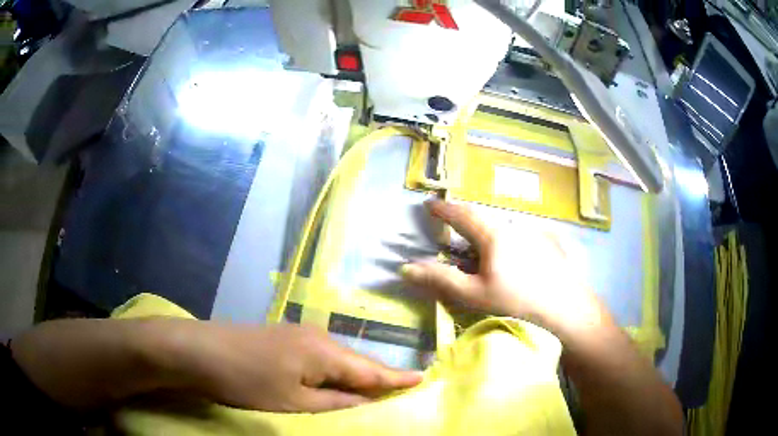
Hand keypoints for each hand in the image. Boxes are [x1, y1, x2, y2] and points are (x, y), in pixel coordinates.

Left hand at [167, 322, 422, 411]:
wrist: (196, 350)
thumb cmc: (246, 381)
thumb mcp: (294, 403)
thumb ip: (336, 405)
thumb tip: (370, 405)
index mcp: (324, 351)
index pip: (371, 370)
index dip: (397, 378)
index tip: (423, 379)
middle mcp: (316, 336)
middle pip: (355, 364)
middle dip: (377, 381)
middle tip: (399, 393)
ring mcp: (296, 334)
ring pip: (336, 361)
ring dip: (352, 379)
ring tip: (370, 393)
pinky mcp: (282, 339)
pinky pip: (317, 359)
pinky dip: (330, 374)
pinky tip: (330, 383)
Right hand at [400, 200, 600, 331]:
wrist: (567, 309)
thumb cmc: (516, 302)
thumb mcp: (473, 294)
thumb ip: (439, 280)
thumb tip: (405, 268)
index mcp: (494, 234)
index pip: (462, 214)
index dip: (443, 209)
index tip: (429, 204)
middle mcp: (514, 226)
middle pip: (484, 218)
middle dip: (466, 221)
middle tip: (453, 229)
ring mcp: (535, 232)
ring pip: (503, 227)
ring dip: (488, 233)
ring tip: (482, 250)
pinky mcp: (549, 243)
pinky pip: (521, 235)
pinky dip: (508, 241)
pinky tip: (513, 258)